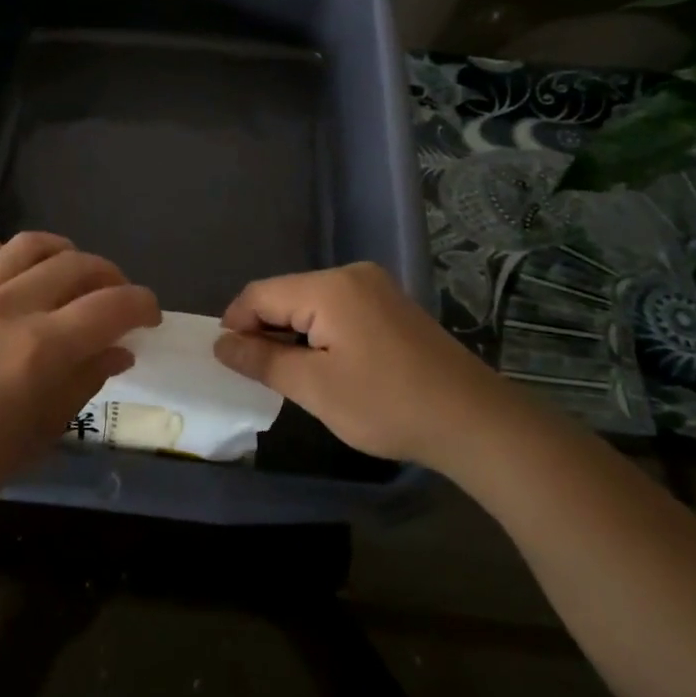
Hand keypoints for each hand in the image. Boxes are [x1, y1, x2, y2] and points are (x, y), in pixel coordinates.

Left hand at [0, 232, 159, 522]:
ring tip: (71, 274)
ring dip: (62, 252)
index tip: (150, 316)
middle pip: (77, 266)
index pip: (111, 307)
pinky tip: (7, 269)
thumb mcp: (43, 431)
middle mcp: (9, 308)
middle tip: (116, 300)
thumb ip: (85, 380)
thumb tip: (119, 351)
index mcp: (41, 348)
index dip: (142, 304)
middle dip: (110, 278)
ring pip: (28, 246)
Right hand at [213, 261, 498, 467]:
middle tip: (258, 374)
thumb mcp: (315, 387)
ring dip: (292, 333)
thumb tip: (221, 343)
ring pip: (312, 303)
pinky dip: (320, 333)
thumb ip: (263, 360)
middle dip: (265, 330)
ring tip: (290, 374)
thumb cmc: (387, 405)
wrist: (474, 421)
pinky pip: (338, 310)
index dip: (236, 324)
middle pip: (286, 294)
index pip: (261, 294)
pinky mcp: (391, 306)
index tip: (228, 361)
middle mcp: (352, 275)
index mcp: (329, 287)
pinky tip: (326, 365)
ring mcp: (376, 288)